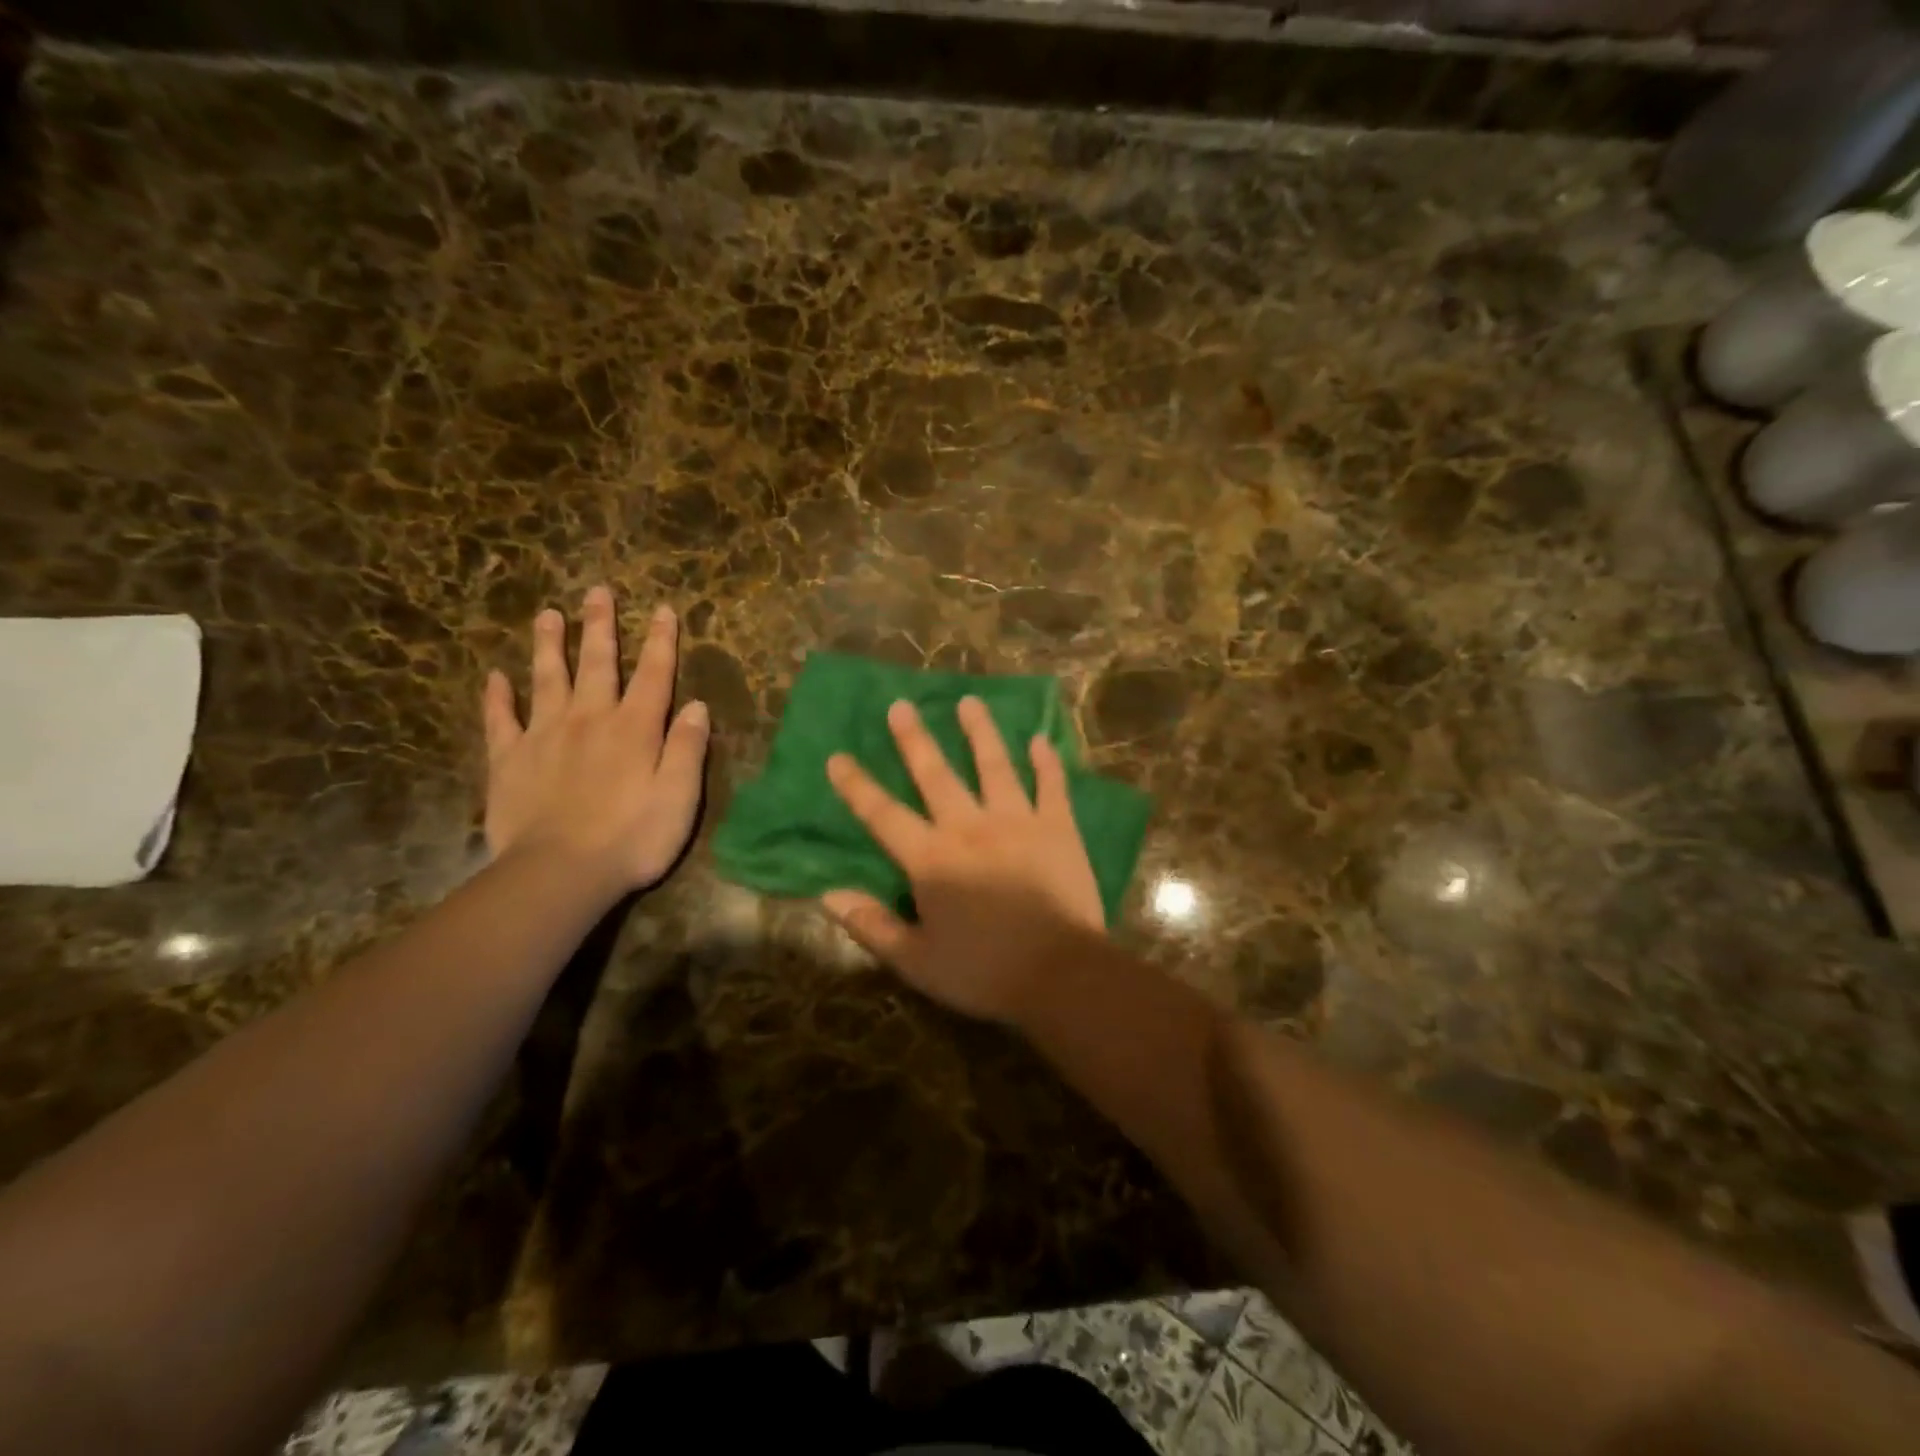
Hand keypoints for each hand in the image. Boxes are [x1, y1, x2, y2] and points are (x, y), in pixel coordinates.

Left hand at [481, 585, 708, 899]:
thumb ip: (688, 748)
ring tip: (548, 613)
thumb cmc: (632, 838)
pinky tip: (495, 677)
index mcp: (635, 728)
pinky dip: (498, 697)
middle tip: (597, 591)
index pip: (653, 674)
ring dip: (549, 645)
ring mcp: (544, 736)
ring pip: (546, 679)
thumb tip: (697, 705)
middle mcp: (589, 719)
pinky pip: (501, 720)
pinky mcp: (509, 760)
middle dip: (601, 626)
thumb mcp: (680, 797)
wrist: (558, 873)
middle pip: (597, 664)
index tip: (663, 609)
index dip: (661, 641)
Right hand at [822, 697, 1103, 1020]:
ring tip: (969, 701)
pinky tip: (1039, 740)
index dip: (857, 786)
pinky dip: (1045, 762)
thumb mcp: (917, 961)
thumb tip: (827, 896)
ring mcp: (1018, 822)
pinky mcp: (1059, 828)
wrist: (1061, 974)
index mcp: (932, 859)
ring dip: (980, 732)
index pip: (884, 815)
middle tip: (901, 704)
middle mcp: (970, 828)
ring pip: (995, 766)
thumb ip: (872, 926)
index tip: (838, 757)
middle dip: (915, 739)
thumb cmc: (984, 972)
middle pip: (936, 775)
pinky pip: (1051, 785)